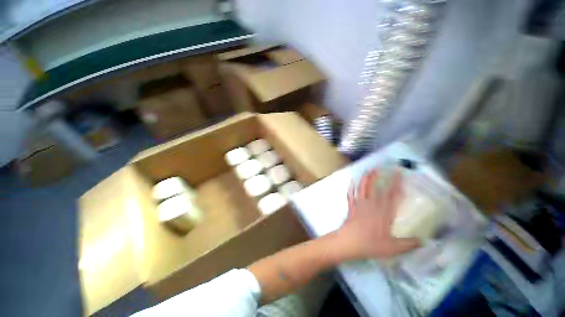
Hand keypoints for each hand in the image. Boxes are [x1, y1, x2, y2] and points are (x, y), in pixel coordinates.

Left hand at [337, 169, 419, 258]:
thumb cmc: (370, 244)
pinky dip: (351, 188)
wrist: (349, 242)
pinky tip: (351, 182)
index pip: (392, 195)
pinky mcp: (351, 207)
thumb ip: (409, 244)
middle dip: (378, 176)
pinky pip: (351, 195)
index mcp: (383, 213)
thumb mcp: (393, 248)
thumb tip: (424, 242)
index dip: (396, 184)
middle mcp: (371, 205)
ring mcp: (359, 204)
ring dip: (365, 178)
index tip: (398, 173)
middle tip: (380, 167)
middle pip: (375, 188)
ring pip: (362, 188)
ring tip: (368, 170)